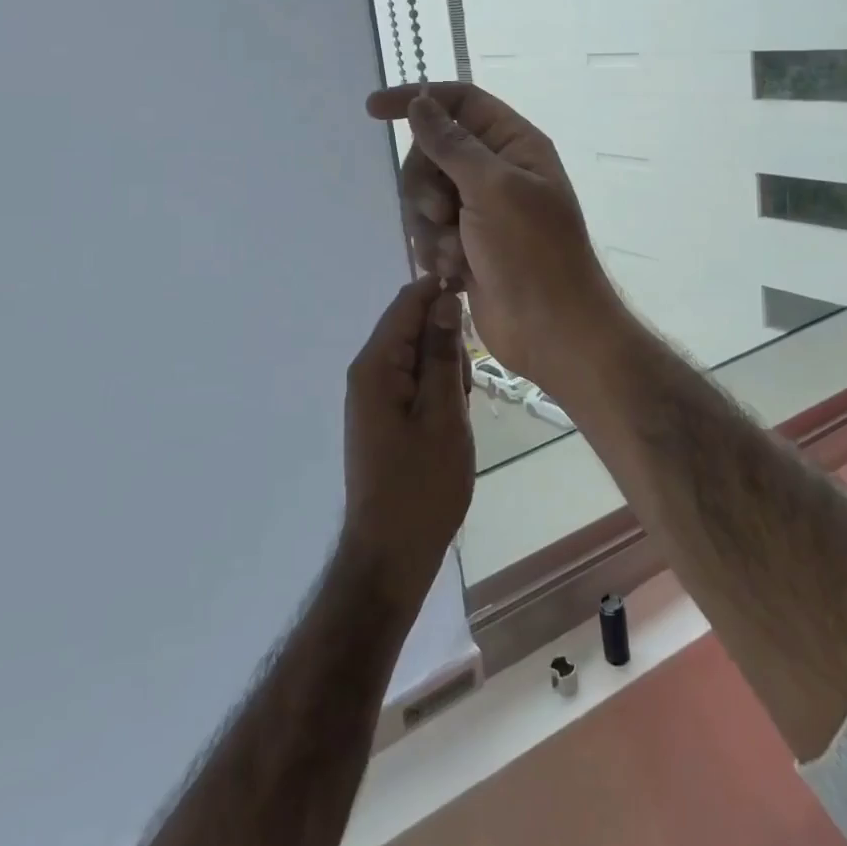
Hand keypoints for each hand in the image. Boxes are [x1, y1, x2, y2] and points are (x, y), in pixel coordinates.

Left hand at [341, 274, 474, 605]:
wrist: (391, 554)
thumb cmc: (422, 485)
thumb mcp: (443, 415)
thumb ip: (441, 353)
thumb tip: (444, 299)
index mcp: (376, 366)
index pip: (407, 303)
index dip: (441, 291)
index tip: (479, 301)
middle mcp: (367, 373)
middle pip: (411, 326)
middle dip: (446, 342)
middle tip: (467, 387)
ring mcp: (372, 396)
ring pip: (416, 356)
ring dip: (444, 370)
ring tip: (460, 411)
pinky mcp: (381, 416)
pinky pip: (412, 382)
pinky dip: (436, 391)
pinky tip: (451, 422)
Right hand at [365, 83, 621, 391]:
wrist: (550, 329)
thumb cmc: (531, 252)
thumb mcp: (493, 189)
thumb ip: (451, 144)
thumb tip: (421, 103)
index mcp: (514, 145)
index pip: (460, 102)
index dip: (418, 100)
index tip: (374, 110)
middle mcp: (495, 172)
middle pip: (432, 152)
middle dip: (425, 184)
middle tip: (443, 212)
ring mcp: (479, 211)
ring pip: (423, 196)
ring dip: (430, 226)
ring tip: (453, 253)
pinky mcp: (464, 245)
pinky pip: (427, 231)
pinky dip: (434, 250)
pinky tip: (453, 272)